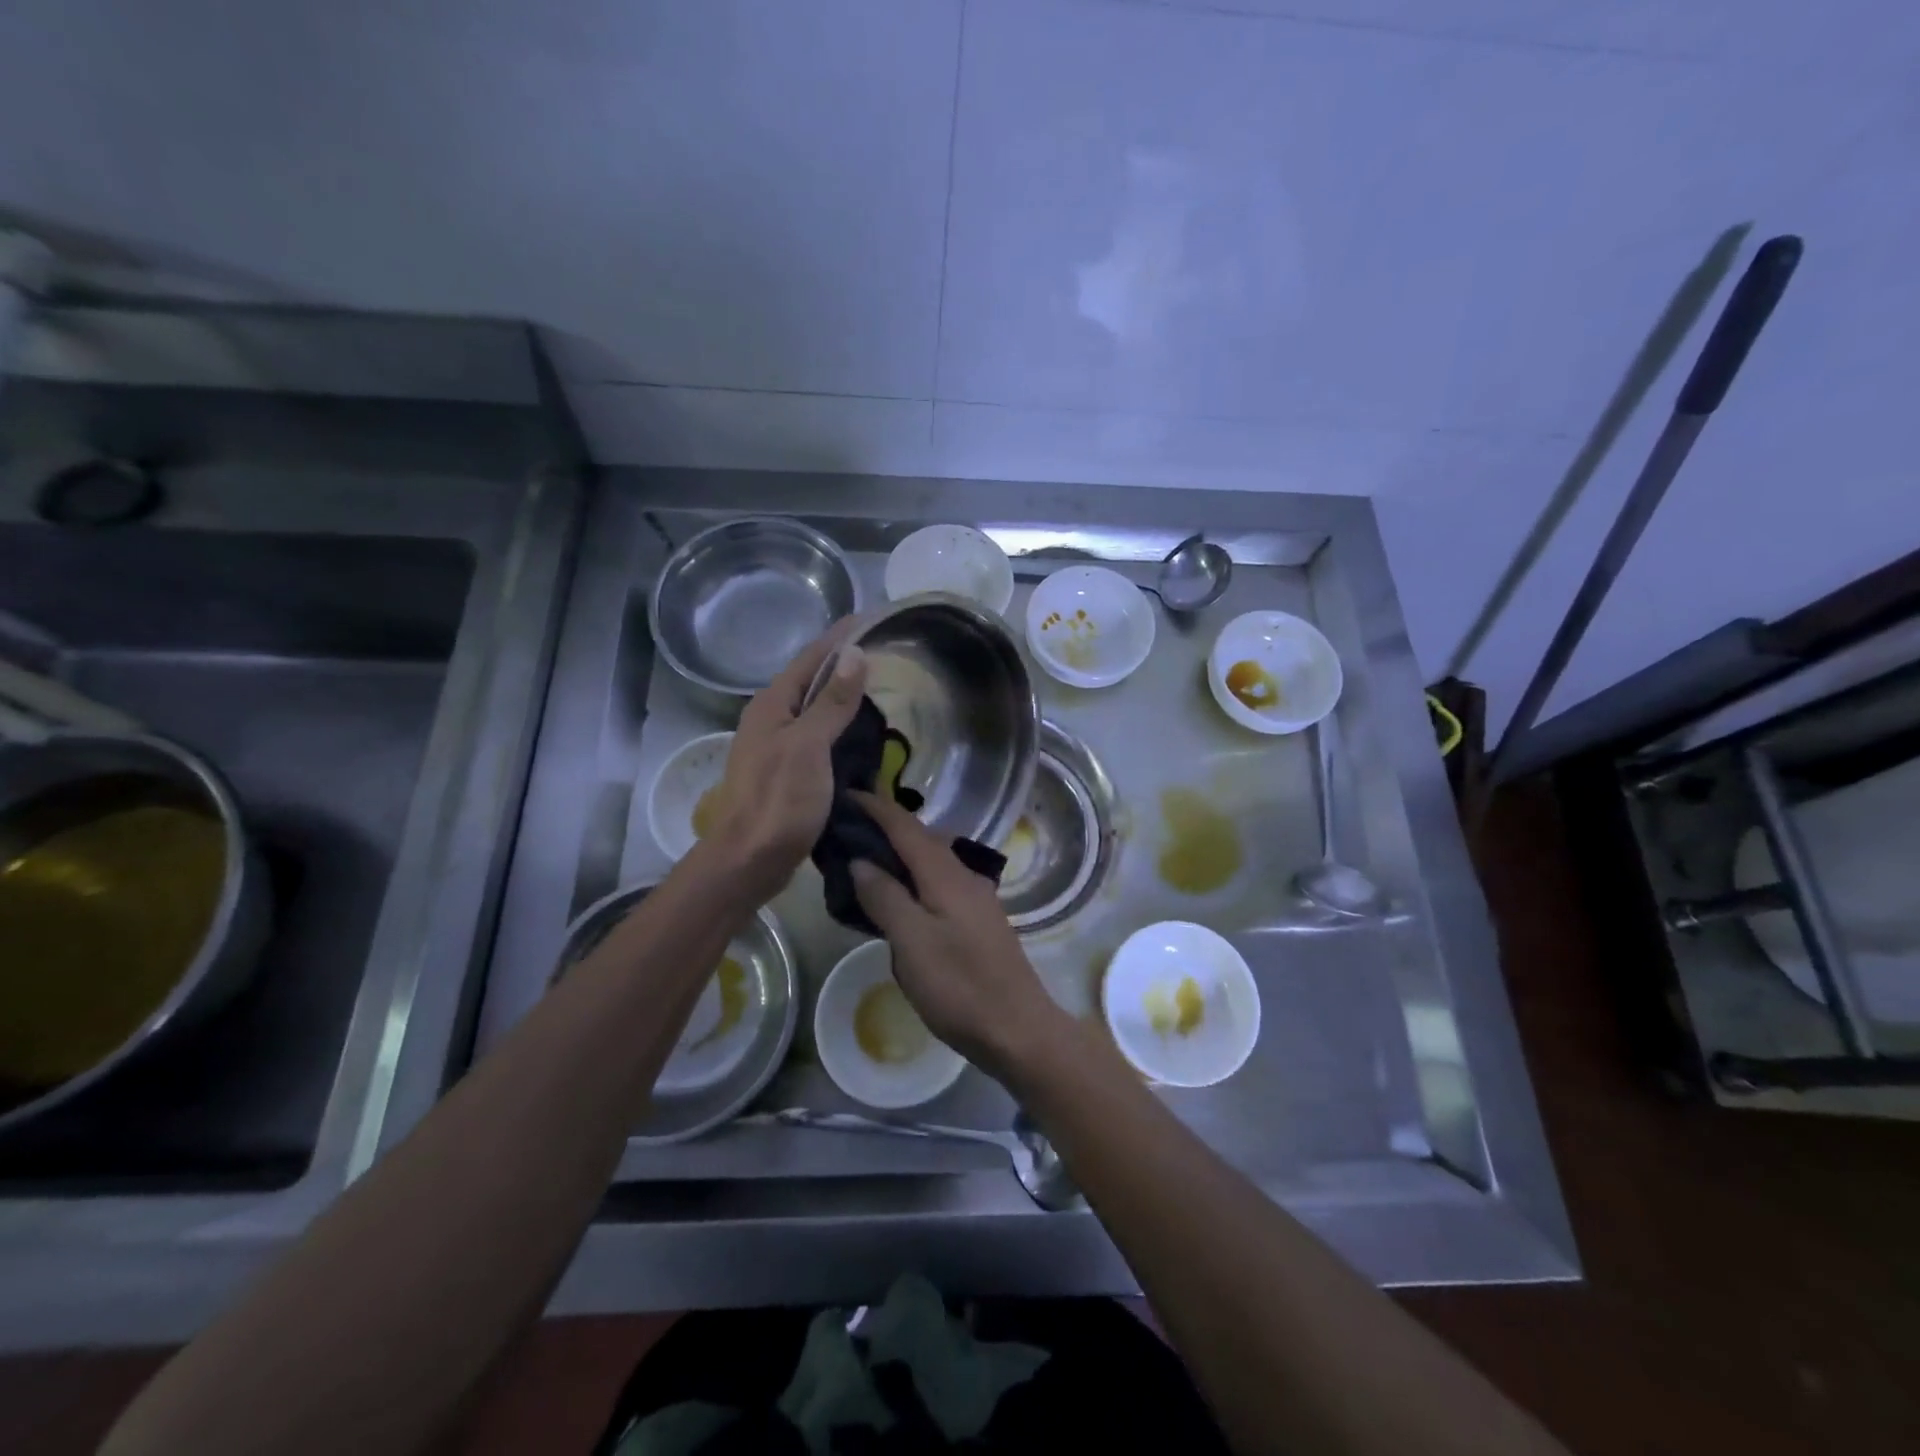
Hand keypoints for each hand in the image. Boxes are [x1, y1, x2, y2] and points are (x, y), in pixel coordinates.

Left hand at [704, 629, 867, 896]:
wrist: (750, 860)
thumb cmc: (778, 800)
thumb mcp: (809, 746)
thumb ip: (831, 702)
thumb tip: (853, 653)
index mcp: (772, 705)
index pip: (811, 658)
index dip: (840, 637)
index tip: (870, 617)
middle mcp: (770, 719)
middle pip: (810, 681)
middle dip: (843, 664)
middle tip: (882, 652)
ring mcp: (776, 747)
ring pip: (814, 710)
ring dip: (841, 697)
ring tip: (877, 688)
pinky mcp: (785, 772)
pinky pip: (817, 737)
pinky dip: (839, 728)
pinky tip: (859, 735)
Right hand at [848, 791, 1066, 1078]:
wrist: (1017, 1029)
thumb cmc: (959, 986)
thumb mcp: (911, 942)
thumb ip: (885, 897)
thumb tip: (861, 861)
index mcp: (946, 875)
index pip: (906, 827)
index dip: (876, 807)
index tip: (846, 793)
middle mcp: (964, 876)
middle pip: (921, 838)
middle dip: (886, 826)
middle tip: (847, 826)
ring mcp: (975, 898)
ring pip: (931, 861)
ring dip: (900, 852)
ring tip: (865, 857)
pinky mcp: (978, 920)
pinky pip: (938, 883)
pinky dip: (913, 878)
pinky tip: (899, 896)